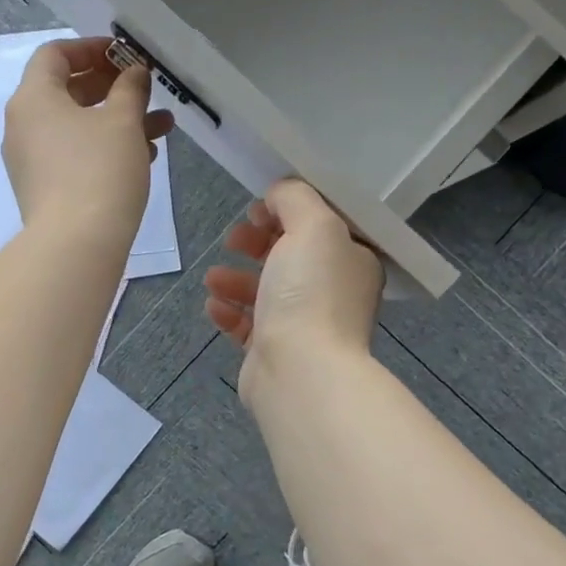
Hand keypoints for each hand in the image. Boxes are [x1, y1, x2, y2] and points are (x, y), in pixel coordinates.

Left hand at [2, 37, 172, 247]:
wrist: (76, 245)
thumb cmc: (99, 171)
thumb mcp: (122, 122)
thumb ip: (130, 88)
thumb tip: (133, 72)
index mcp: (33, 99)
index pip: (55, 54)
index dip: (92, 48)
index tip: (126, 56)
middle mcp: (24, 126)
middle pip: (67, 91)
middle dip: (113, 87)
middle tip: (146, 88)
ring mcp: (31, 161)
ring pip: (77, 127)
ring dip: (118, 121)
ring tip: (162, 126)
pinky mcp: (44, 190)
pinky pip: (75, 155)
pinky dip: (105, 148)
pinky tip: (144, 157)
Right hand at [203, 179, 383, 400]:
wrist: (299, 371)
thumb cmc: (310, 293)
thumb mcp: (313, 225)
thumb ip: (295, 198)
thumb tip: (278, 194)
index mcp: (352, 262)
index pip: (321, 227)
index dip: (288, 212)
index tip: (259, 209)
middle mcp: (333, 293)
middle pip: (290, 257)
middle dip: (256, 244)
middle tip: (234, 240)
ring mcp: (305, 326)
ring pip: (266, 292)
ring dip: (236, 279)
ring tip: (213, 278)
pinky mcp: (276, 352)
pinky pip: (249, 325)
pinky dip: (230, 312)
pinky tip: (213, 306)